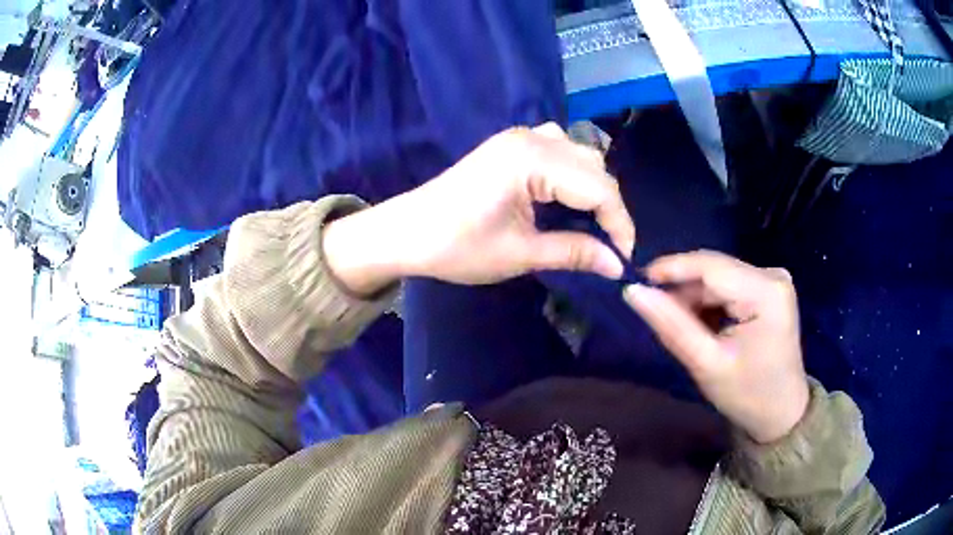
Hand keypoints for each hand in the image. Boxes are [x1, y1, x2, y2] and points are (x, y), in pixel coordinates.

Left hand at [322, 123, 634, 293]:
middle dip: (608, 207)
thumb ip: (574, 252)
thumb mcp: (520, 254)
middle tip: (608, 245)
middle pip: (594, 166)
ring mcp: (519, 136)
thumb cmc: (457, 246)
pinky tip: (565, 196)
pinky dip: (572, 171)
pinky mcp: (510, 144)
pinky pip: (558, 148)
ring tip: (590, 223)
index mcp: (533, 160)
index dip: (619, 224)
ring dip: (592, 186)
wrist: (407, 232)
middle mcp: (532, 138)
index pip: (599, 187)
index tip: (624, 258)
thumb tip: (617, 264)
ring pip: (579, 154)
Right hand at [624, 251, 809, 443]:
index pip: (711, 266)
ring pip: (719, 278)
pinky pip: (728, 286)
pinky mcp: (768, 290)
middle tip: (653, 312)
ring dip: (694, 298)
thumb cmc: (747, 395)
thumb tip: (633, 291)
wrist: (781, 414)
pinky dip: (709, 303)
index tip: (636, 281)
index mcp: (766, 291)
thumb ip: (672, 325)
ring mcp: (772, 281)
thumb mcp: (706, 364)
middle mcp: (772, 275)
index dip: (671, 269)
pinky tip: (700, 325)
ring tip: (678, 326)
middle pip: (715, 270)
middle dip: (682, 289)